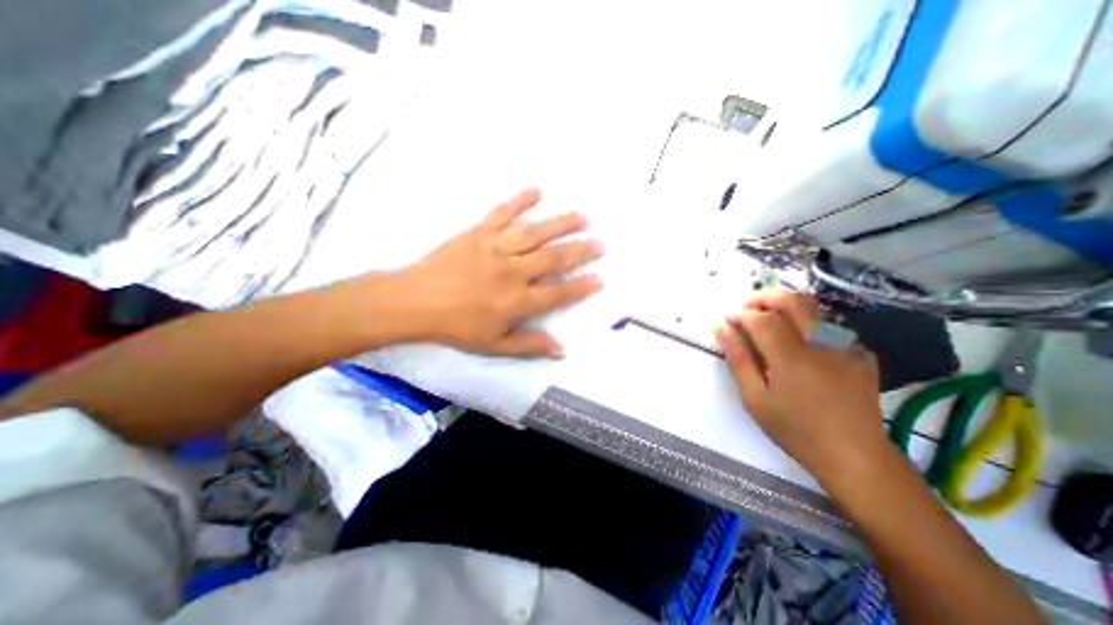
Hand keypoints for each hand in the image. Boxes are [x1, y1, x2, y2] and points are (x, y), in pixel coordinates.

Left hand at [391, 188, 598, 358]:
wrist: (415, 302)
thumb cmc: (456, 326)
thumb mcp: (494, 345)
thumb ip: (529, 345)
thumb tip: (561, 350)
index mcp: (516, 300)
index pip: (558, 293)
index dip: (581, 287)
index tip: (600, 279)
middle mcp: (512, 271)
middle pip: (554, 259)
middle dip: (581, 251)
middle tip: (601, 243)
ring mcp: (495, 248)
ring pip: (535, 233)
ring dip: (561, 224)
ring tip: (583, 217)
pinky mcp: (479, 232)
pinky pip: (503, 212)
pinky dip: (520, 200)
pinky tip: (538, 190)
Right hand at [717, 290, 893, 481]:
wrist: (854, 455)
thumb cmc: (795, 429)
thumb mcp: (755, 399)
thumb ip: (738, 360)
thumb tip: (722, 330)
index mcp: (791, 358)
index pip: (762, 319)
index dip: (741, 314)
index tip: (727, 319)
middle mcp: (821, 345)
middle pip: (792, 301)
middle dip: (764, 298)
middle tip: (746, 308)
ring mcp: (846, 347)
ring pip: (814, 308)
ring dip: (785, 305)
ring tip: (768, 319)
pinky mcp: (860, 354)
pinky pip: (830, 326)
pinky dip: (807, 322)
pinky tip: (799, 340)